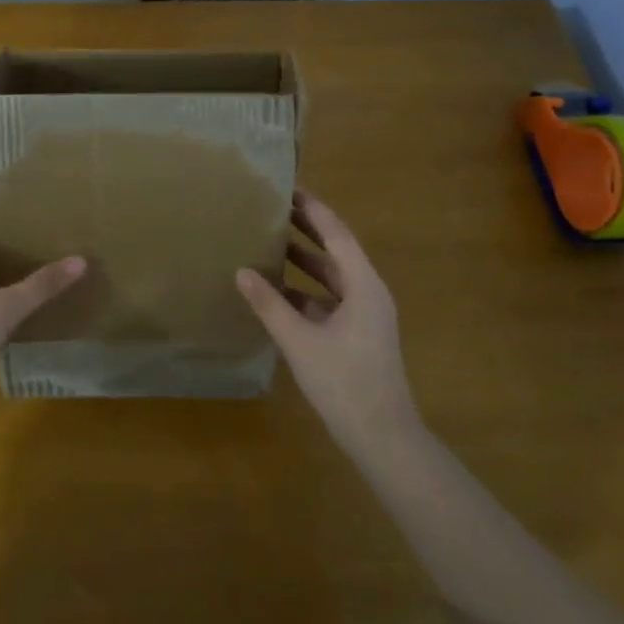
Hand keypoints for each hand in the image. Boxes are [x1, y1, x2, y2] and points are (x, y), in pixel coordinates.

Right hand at [236, 191, 421, 448]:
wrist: (382, 436)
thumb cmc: (345, 382)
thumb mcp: (300, 341)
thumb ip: (269, 305)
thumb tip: (241, 271)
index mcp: (364, 285)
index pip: (337, 234)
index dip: (313, 210)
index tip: (289, 188)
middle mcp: (367, 293)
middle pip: (335, 251)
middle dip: (306, 229)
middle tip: (274, 207)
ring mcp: (363, 316)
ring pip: (330, 278)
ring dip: (303, 261)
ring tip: (269, 242)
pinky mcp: (355, 335)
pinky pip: (327, 301)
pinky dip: (303, 292)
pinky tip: (275, 292)